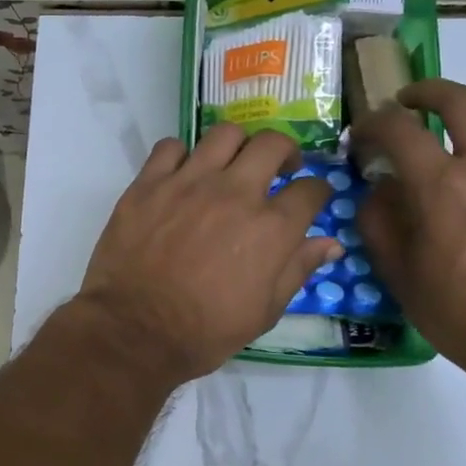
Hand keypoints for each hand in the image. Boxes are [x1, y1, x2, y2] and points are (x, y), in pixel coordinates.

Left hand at [78, 125, 343, 383]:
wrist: (135, 329)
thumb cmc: (205, 331)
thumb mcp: (264, 311)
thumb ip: (298, 269)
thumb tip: (330, 243)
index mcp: (271, 228)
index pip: (311, 190)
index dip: (318, 191)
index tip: (311, 197)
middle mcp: (234, 193)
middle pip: (272, 144)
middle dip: (285, 151)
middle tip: (279, 168)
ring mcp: (188, 182)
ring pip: (224, 134)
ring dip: (237, 146)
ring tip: (232, 164)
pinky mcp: (148, 183)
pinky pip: (170, 147)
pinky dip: (182, 155)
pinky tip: (182, 174)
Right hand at [353, 80, 465, 380]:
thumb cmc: (463, 314)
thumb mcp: (399, 274)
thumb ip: (378, 220)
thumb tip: (379, 186)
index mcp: (442, 187)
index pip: (397, 127)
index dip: (374, 123)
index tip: (366, 135)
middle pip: (459, 98)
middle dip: (425, 93)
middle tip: (413, 105)